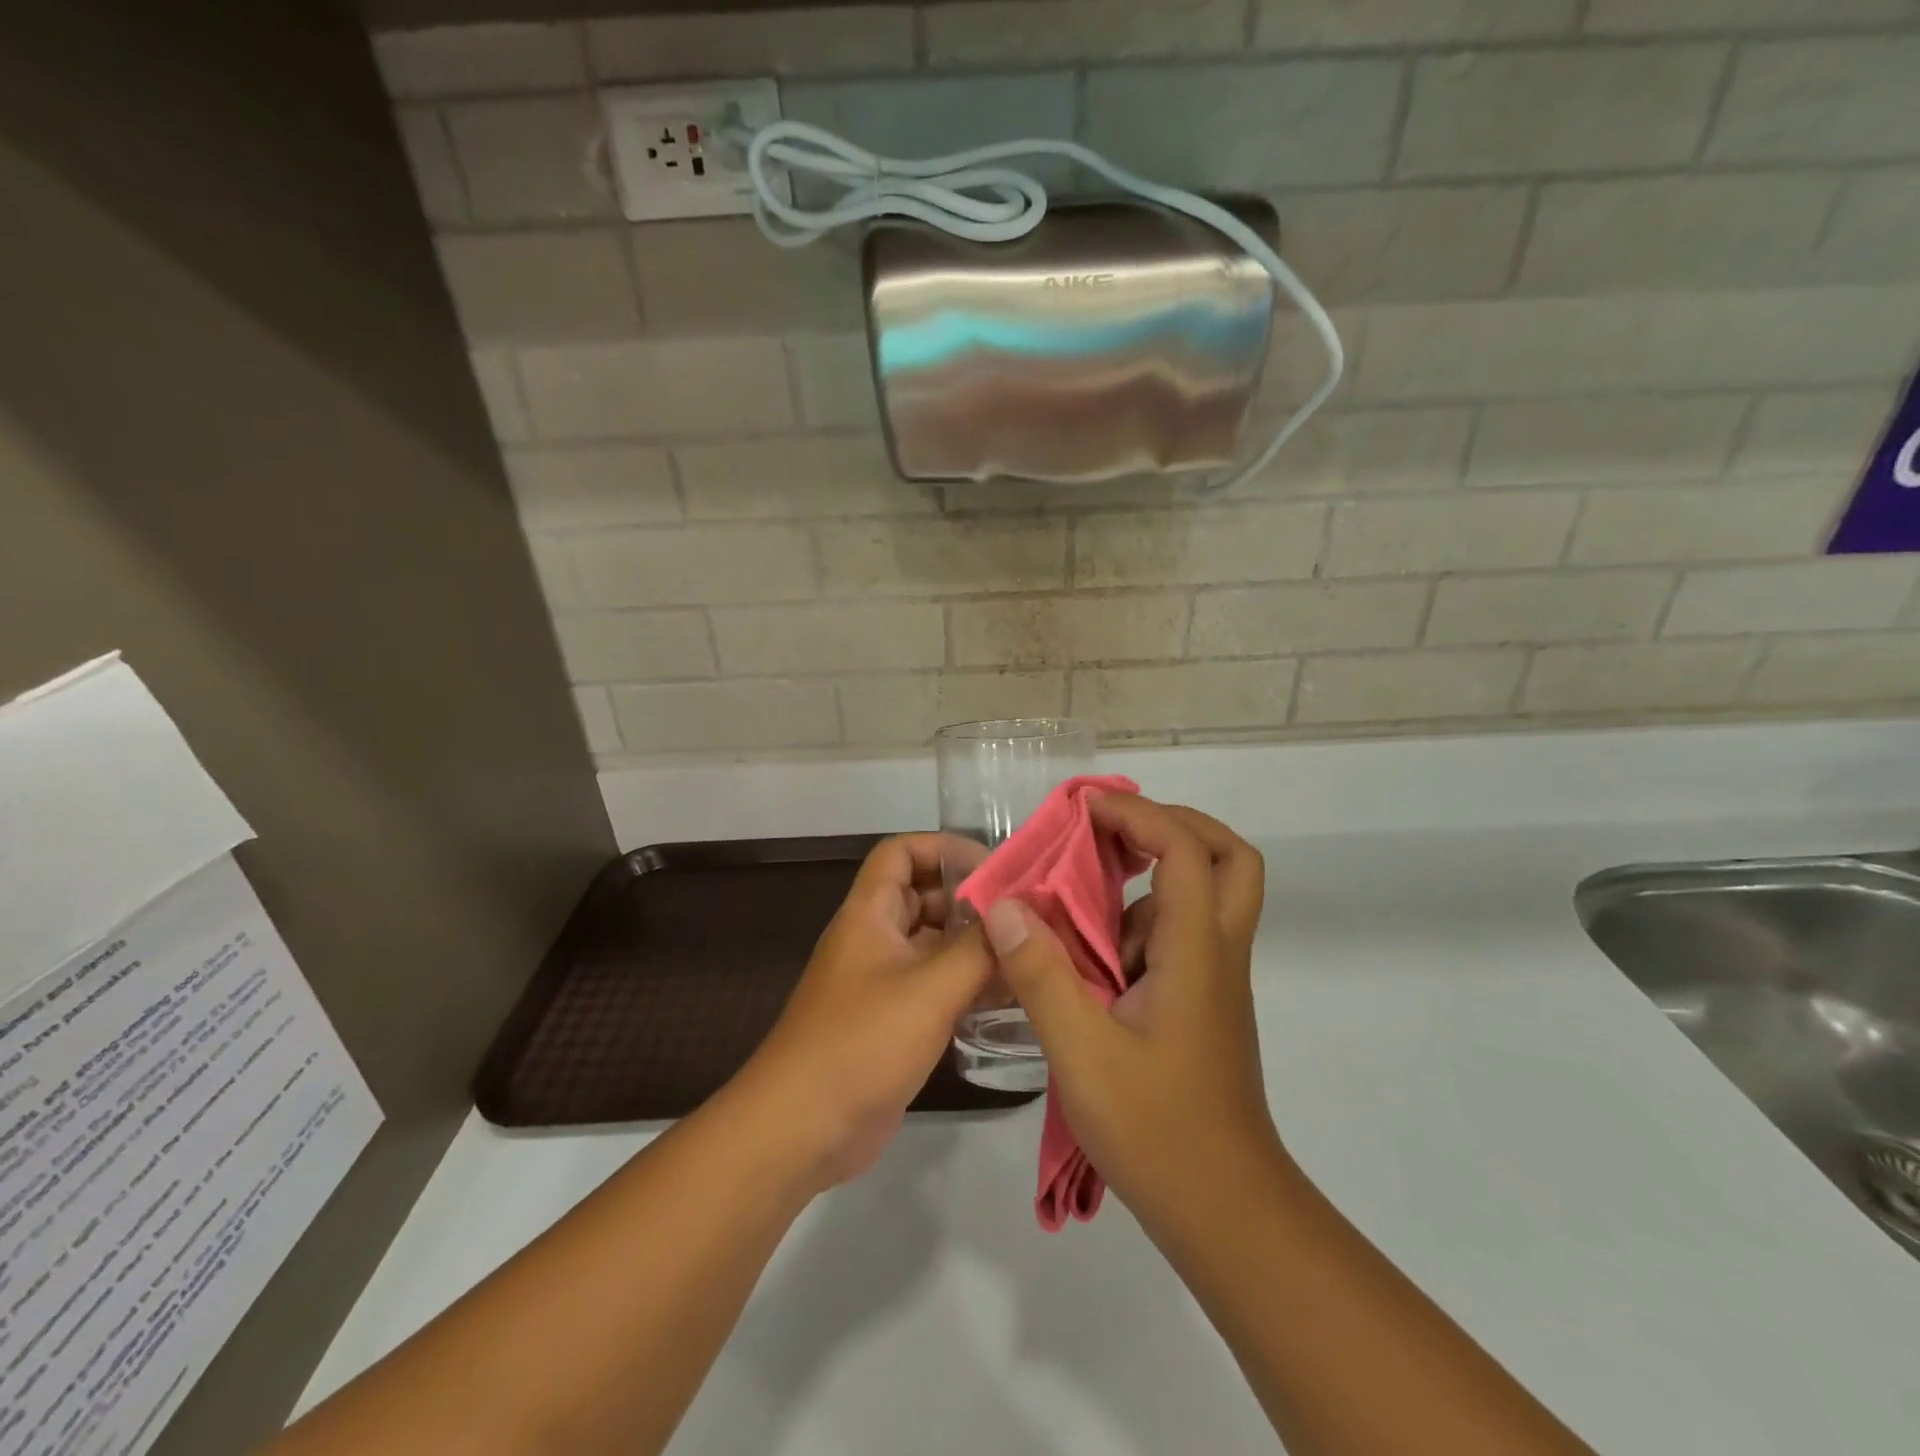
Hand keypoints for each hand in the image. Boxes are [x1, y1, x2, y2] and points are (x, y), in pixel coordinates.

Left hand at [739, 834, 991, 1190]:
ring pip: (934, 944)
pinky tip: (1010, 997)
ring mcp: (883, 981)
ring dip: (974, 945)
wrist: (801, 1129)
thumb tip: (1017, 915)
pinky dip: (967, 983)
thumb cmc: (861, 1043)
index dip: (944, 848)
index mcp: (869, 914)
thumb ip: (978, 949)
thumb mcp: (930, 989)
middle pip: (924, 896)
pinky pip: (935, 985)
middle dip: (971, 899)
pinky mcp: (893, 1021)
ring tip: (1028, 954)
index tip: (994, 869)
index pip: (901, 852)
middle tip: (1026, 915)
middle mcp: (874, 938)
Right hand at [983, 795, 1280, 1232]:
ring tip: (1083, 891)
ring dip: (1151, 877)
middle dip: (1174, 825)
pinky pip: (1177, 938)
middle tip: (1115, 830)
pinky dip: (1138, 924)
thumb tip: (1004, 906)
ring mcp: (1213, 979)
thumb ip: (1041, 974)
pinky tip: (1089, 958)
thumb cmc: (1157, 1130)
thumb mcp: (1083, 1052)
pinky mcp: (1201, 1003)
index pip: (1185, 849)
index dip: (1138, 814)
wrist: (1225, 1211)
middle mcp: (1216, 951)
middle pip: (1228, 857)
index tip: (1083, 810)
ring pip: (1205, 896)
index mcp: (1196, 950)